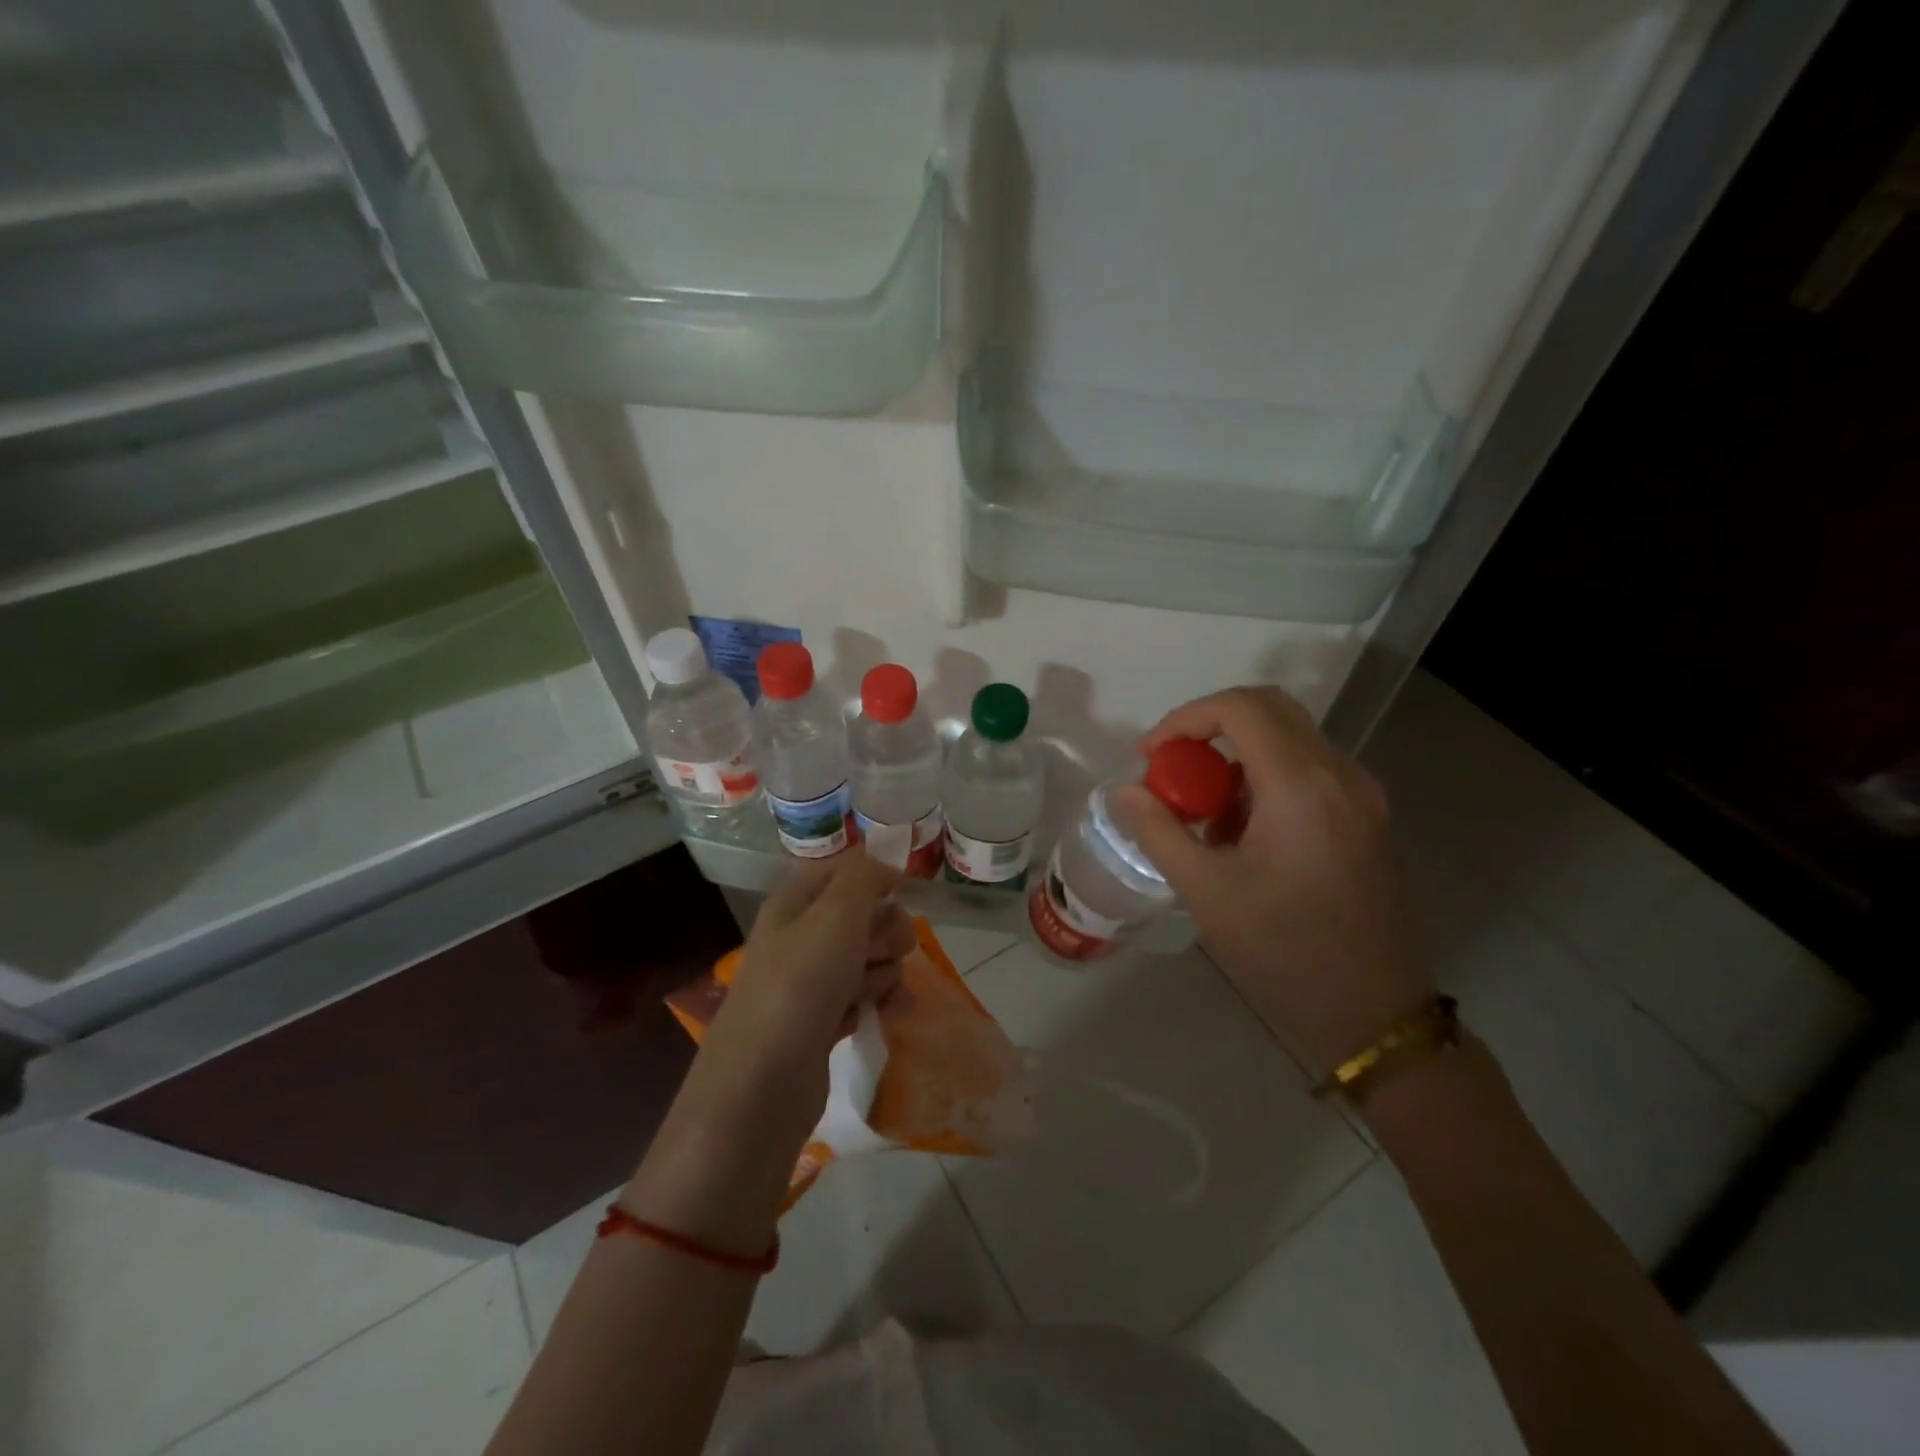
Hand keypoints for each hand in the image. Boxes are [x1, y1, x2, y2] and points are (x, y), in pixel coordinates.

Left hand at [698, 853, 913, 1142]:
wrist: (762, 1084)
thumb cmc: (801, 984)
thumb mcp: (836, 914)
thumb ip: (865, 877)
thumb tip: (886, 866)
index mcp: (796, 903)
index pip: (844, 871)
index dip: (878, 878)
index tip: (907, 894)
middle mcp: (801, 936)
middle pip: (862, 916)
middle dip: (886, 931)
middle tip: (889, 950)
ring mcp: (810, 982)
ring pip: (869, 958)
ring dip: (885, 971)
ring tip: (877, 993)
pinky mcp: (821, 1021)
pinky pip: (864, 996)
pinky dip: (881, 1002)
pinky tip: (892, 1015)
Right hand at [1109, 686, 1432, 1075]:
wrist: (1374, 1015)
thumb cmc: (1284, 952)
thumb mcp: (1207, 891)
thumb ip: (1159, 830)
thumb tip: (1124, 791)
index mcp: (1302, 785)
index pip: (1240, 708)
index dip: (1184, 718)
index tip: (1148, 757)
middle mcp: (1340, 774)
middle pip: (1269, 710)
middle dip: (1209, 728)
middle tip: (1172, 771)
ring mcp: (1361, 795)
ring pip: (1290, 739)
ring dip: (1237, 756)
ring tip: (1202, 813)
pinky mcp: (1367, 818)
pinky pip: (1309, 770)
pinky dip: (1265, 779)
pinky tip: (1242, 832)